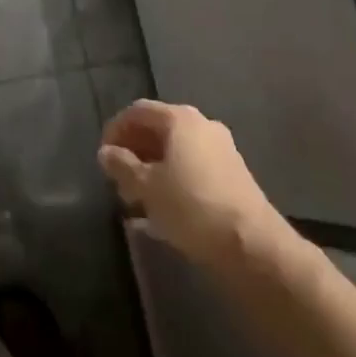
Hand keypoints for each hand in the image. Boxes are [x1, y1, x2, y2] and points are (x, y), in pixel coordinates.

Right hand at [98, 101, 287, 269]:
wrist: (253, 245)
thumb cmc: (192, 206)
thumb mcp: (147, 187)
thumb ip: (122, 166)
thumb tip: (106, 153)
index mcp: (180, 118)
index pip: (138, 111)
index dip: (115, 130)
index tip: (103, 157)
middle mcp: (202, 125)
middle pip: (158, 129)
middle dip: (134, 152)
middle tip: (118, 180)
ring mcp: (221, 149)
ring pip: (176, 151)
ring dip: (152, 169)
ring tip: (136, 199)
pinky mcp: (232, 175)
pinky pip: (192, 168)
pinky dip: (173, 181)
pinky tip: (162, 210)